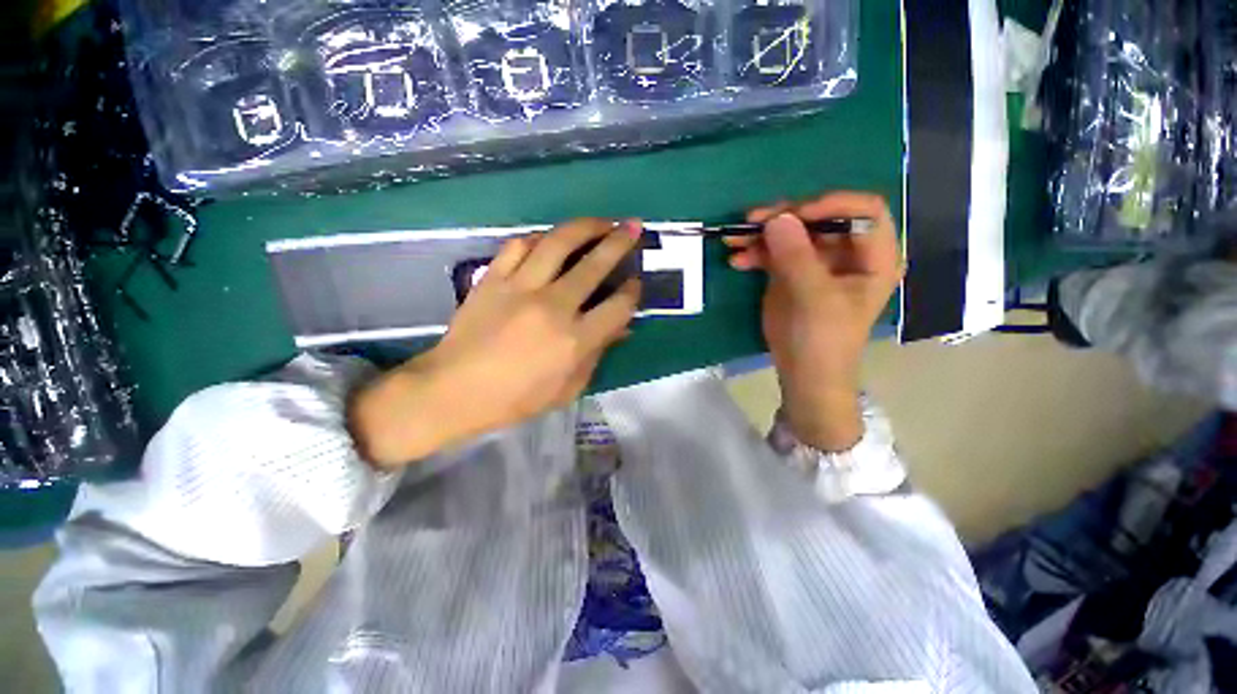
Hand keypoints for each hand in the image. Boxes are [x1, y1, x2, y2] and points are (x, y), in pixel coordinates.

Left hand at [350, 219, 642, 467]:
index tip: (635, 282)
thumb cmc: (517, 398)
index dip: (632, 291)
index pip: (617, 306)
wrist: (455, 390)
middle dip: (620, 242)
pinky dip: (540, 238)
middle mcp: (552, 306)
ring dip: (584, 226)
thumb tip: (621, 328)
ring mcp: (520, 287)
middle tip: (633, 226)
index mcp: (574, 340)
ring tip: (599, 222)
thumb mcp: (568, 388)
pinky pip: (519, 245)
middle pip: (595, 264)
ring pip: (558, 242)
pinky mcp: (493, 278)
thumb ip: (597, 354)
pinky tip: (550, 239)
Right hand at [725, 193, 901, 451]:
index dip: (832, 205)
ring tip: (734, 240)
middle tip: (753, 222)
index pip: (863, 211)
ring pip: (791, 232)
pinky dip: (754, 252)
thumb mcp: (815, 299)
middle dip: (785, 218)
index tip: (796, 216)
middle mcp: (846, 252)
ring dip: (762, 234)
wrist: (802, 372)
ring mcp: (815, 261)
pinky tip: (737, 260)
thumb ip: (798, 258)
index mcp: (872, 257)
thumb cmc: (823, 340)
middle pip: (820, 218)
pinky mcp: (790, 272)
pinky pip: (773, 251)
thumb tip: (777, 218)